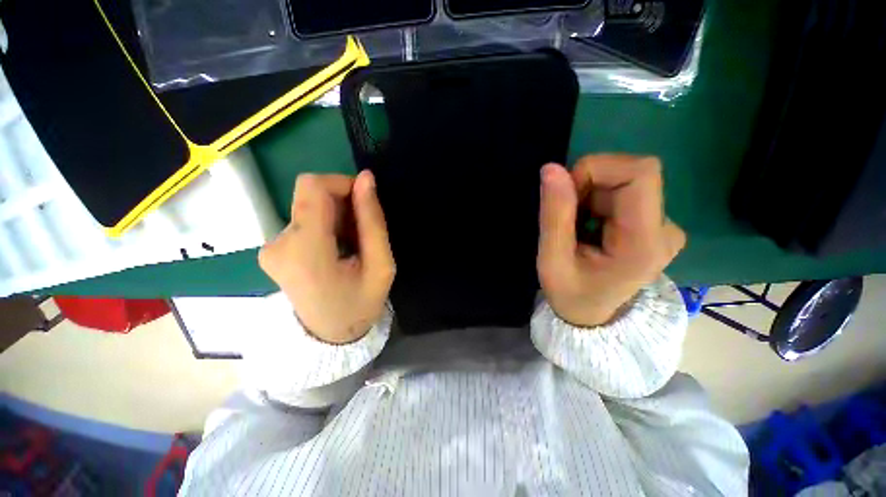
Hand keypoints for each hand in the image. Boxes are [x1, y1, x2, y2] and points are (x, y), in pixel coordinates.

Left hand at [259, 171, 394, 343]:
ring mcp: (270, 247)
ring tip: (352, 244)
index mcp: (305, 251)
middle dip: (343, 203)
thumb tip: (367, 178)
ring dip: (336, 216)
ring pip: (308, 206)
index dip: (342, 183)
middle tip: (363, 231)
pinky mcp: (272, 249)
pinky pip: (303, 220)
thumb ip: (373, 221)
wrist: (330, 336)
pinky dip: (325, 225)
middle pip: (310, 195)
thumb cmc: (361, 304)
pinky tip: (338, 247)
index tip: (365, 201)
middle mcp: (278, 244)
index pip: (313, 187)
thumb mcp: (381, 265)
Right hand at [537, 155, 685, 326]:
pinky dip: (596, 200)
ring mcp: (663, 225)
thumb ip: (554, 215)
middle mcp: (665, 228)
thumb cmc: (570, 294)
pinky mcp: (654, 222)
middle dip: (588, 185)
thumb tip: (551, 169)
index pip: (640, 173)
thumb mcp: (552, 260)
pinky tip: (586, 225)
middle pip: (629, 174)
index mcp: (644, 242)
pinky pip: (623, 191)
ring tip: (574, 227)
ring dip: (589, 194)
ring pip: (623, 181)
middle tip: (566, 217)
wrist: (592, 315)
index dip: (597, 170)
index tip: (567, 193)